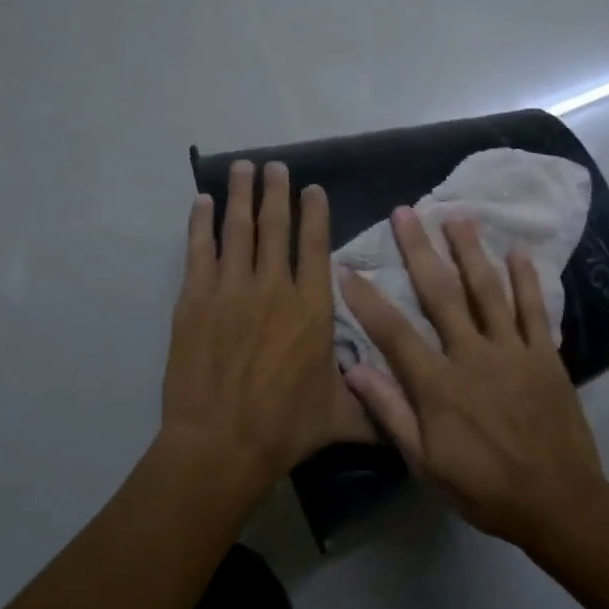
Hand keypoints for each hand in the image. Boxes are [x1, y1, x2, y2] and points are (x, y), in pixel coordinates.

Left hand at [162, 161, 375, 488]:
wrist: (221, 442)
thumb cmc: (286, 428)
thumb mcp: (344, 418)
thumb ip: (378, 408)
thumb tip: (413, 412)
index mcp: (312, 307)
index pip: (315, 246)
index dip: (314, 213)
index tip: (312, 188)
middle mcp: (274, 287)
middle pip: (276, 227)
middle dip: (275, 192)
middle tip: (274, 166)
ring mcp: (231, 290)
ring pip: (238, 230)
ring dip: (240, 196)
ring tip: (242, 167)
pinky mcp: (195, 301)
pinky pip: (199, 251)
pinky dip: (201, 224)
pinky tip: (202, 203)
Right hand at [339, 208, 608, 551]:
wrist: (558, 501)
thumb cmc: (484, 488)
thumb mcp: (426, 463)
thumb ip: (391, 413)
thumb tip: (353, 370)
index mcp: (438, 384)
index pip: (394, 332)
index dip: (367, 300)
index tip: (347, 268)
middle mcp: (472, 355)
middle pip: (440, 294)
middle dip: (419, 250)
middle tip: (405, 212)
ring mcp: (513, 350)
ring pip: (487, 290)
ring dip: (470, 251)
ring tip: (456, 216)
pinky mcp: (545, 354)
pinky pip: (534, 309)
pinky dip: (526, 279)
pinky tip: (517, 251)